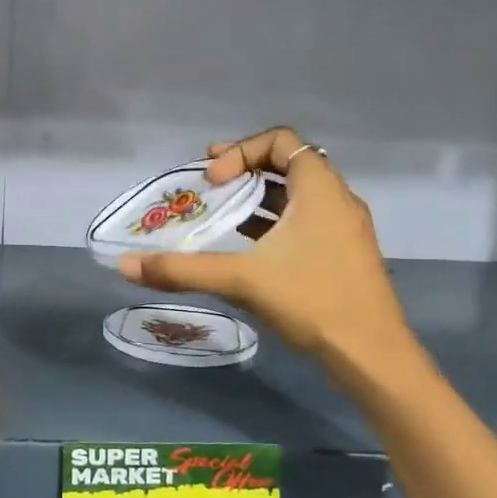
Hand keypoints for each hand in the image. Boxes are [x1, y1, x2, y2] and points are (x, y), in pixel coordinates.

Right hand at [118, 127, 420, 386]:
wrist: (371, 355)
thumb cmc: (312, 301)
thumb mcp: (241, 279)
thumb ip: (182, 269)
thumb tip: (125, 266)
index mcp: (320, 190)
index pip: (281, 142)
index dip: (240, 152)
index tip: (213, 180)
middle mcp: (336, 201)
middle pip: (287, 166)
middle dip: (243, 172)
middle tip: (207, 187)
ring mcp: (343, 230)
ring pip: (295, 199)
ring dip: (256, 201)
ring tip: (219, 215)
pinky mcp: (341, 257)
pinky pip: (302, 224)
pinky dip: (271, 226)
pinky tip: (245, 251)